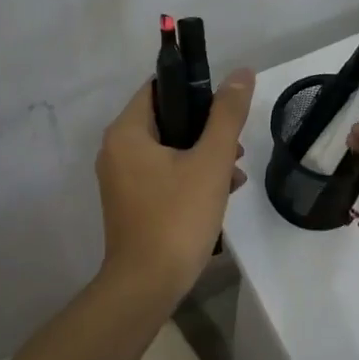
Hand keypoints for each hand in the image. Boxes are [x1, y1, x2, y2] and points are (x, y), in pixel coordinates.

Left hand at [96, 69, 254, 296]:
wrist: (147, 286)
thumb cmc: (177, 217)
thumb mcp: (210, 161)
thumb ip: (226, 115)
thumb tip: (242, 73)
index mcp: (126, 132)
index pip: (159, 88)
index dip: (195, 89)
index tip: (226, 106)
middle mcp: (116, 150)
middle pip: (167, 120)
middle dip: (206, 129)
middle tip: (236, 145)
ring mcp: (121, 179)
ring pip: (168, 150)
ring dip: (203, 155)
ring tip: (235, 173)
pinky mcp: (131, 203)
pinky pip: (163, 175)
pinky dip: (189, 177)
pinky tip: (220, 193)